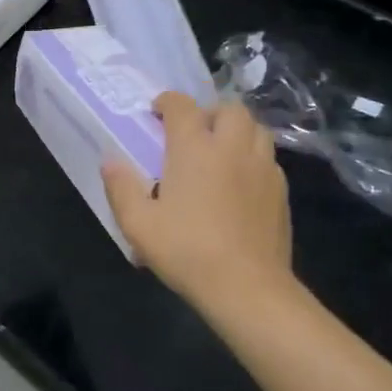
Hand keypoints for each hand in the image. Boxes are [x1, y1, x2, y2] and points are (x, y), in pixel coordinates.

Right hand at [103, 93, 297, 322]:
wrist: (248, 287)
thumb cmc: (187, 250)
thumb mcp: (138, 224)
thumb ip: (121, 187)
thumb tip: (110, 161)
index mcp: (194, 148)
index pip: (182, 106)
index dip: (167, 102)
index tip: (156, 113)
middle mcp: (231, 148)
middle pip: (229, 109)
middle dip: (209, 112)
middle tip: (193, 133)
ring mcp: (262, 168)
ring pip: (256, 129)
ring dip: (236, 131)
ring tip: (219, 151)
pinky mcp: (281, 192)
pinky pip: (268, 159)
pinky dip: (253, 158)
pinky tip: (239, 182)